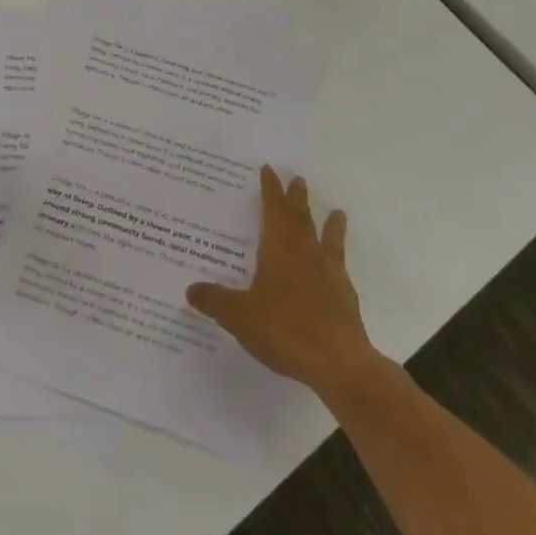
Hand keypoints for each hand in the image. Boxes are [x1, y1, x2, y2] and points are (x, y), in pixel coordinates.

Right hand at [187, 165, 386, 402]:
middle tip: (298, 179)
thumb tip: (190, 289)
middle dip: (297, 199)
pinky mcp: (345, 300)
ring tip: (337, 212)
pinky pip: (340, 270)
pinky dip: (339, 263)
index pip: (273, 211)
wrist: (339, 364)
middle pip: (300, 220)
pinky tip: (339, 267)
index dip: (270, 190)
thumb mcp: (239, 316)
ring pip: (327, 241)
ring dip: (329, 225)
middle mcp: (305, 256)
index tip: (270, 170)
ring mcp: (329, 277)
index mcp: (278, 252)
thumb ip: (215, 301)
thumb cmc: (285, 330)